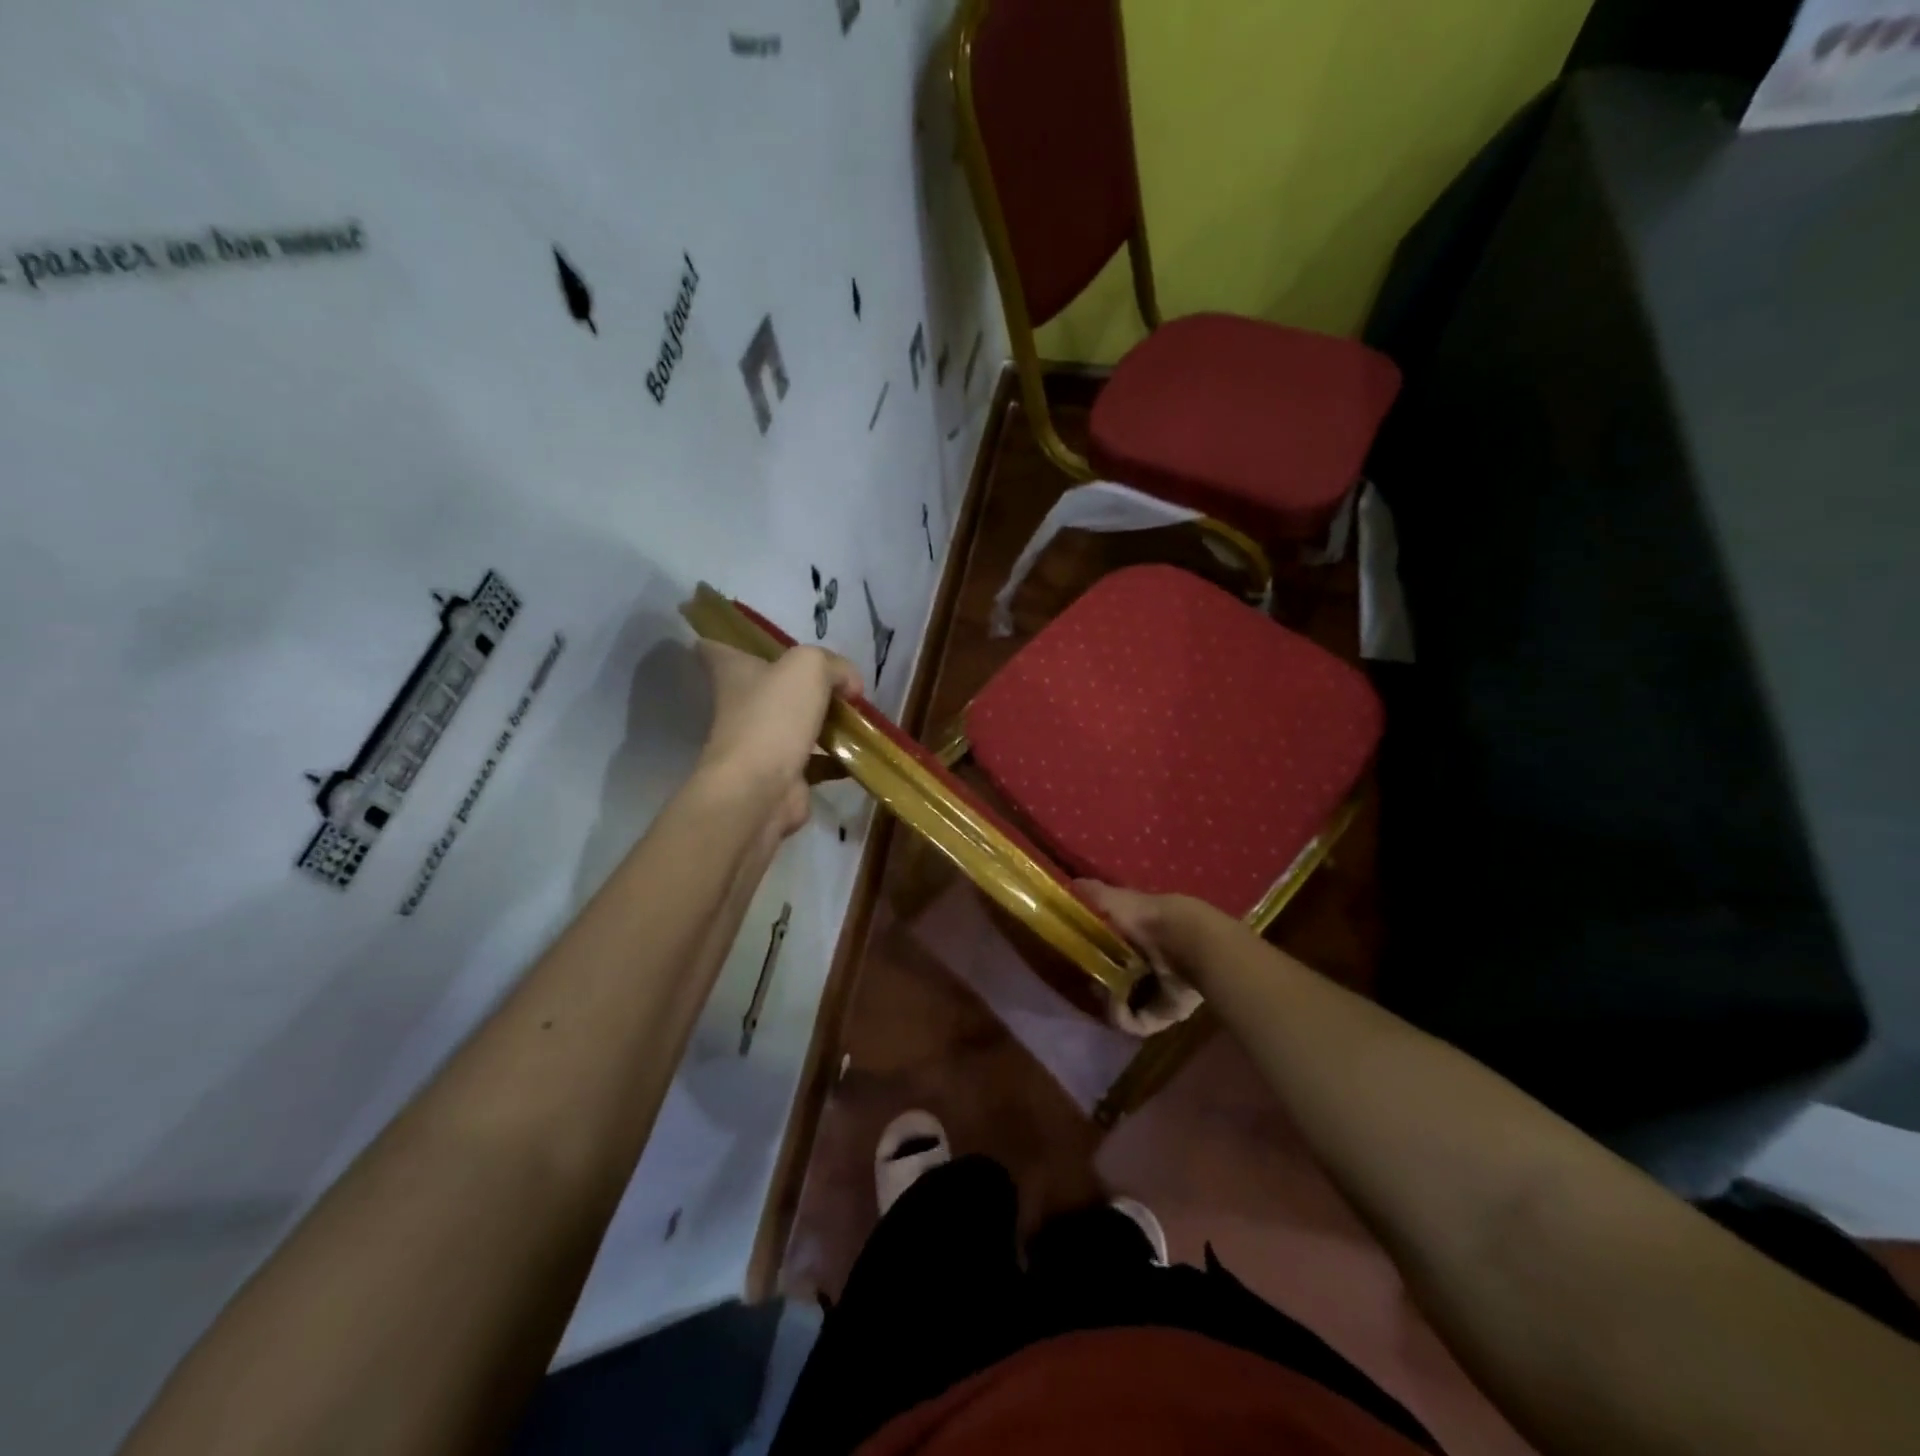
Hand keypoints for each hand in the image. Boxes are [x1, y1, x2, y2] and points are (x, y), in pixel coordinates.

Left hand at [696, 640, 861, 836]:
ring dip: (821, 720)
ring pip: (793, 723)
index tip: (749, 640)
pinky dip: (836, 757)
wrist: (761, 789)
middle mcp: (741, 706)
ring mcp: (760, 743)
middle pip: (766, 686)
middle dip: (795, 683)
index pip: (717, 649)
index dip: (729, 640)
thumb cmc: (774, 717)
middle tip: (833, 677)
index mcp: (734, 673)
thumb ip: (834, 666)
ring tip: (856, 713)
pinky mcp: (782, 774)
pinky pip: (814, 760)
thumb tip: (850, 685)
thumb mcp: (809, 667)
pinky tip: (860, 751)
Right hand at [1078, 882, 1207, 1036]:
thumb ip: (1091, 895)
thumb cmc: (1147, 917)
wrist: (1185, 941)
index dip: (1093, 952)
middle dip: (1100, 981)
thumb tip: (1070, 885)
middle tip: (1085, 978)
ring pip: (1126, 1002)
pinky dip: (1122, 1015)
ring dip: (1109, 1002)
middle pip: (1119, 977)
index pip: (1113, 946)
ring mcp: (1159, 989)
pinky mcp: (1164, 1013)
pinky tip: (1116, 1003)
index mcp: (1140, 935)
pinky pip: (1136, 1022)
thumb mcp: (1113, 900)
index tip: (1076, 956)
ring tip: (1102, 993)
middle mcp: (1150, 962)